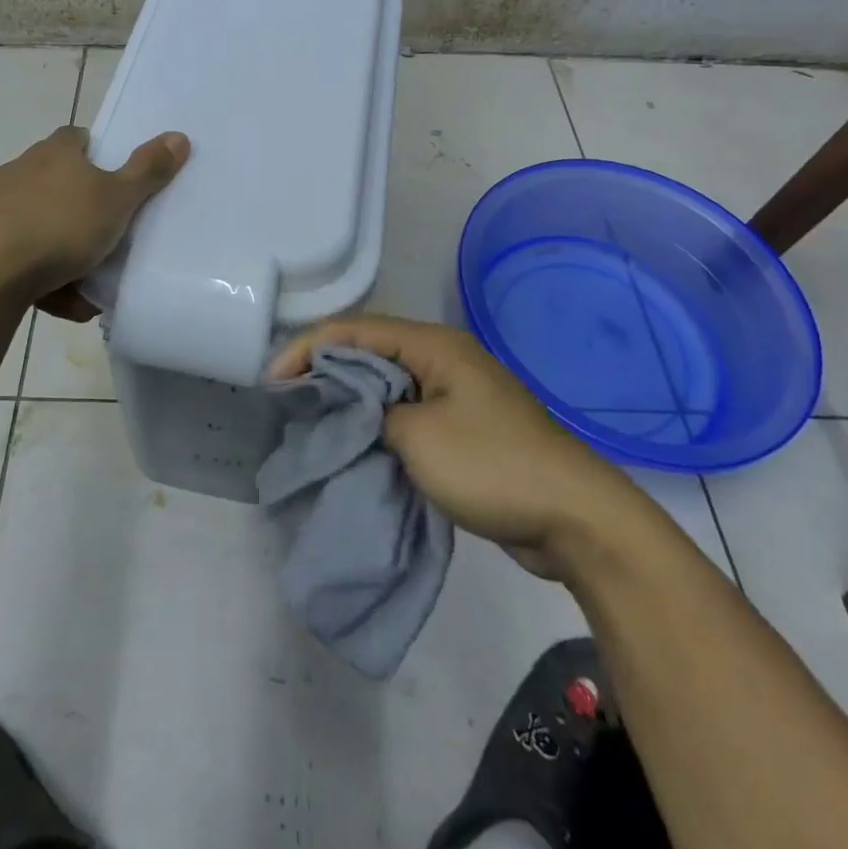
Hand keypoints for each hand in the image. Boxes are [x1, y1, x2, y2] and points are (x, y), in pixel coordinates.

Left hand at [0, 125, 189, 316]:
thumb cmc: (60, 226)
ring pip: (35, 224)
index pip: (76, 138)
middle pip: (55, 183)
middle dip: (77, 210)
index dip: (95, 154)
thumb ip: (148, 170)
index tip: (111, 180)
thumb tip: (178, 135)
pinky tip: (51, 300)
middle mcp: (18, 171)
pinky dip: (33, 275)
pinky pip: (13, 256)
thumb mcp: (117, 199)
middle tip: (103, 239)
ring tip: (81, 285)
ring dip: (57, 250)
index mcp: (54, 154)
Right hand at [268, 315, 651, 579]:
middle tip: (285, 398)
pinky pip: (406, 413)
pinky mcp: (462, 426)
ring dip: (350, 399)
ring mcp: (455, 393)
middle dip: (325, 371)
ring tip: (310, 419)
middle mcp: (442, 358)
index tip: (272, 381)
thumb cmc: (492, 465)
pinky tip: (353, 442)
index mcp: (433, 345)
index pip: (355, 331)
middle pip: (369, 352)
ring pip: (386, 384)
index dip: (308, 349)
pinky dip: (376, 424)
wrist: (574, 517)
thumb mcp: (418, 437)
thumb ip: (373, 414)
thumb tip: (358, 414)